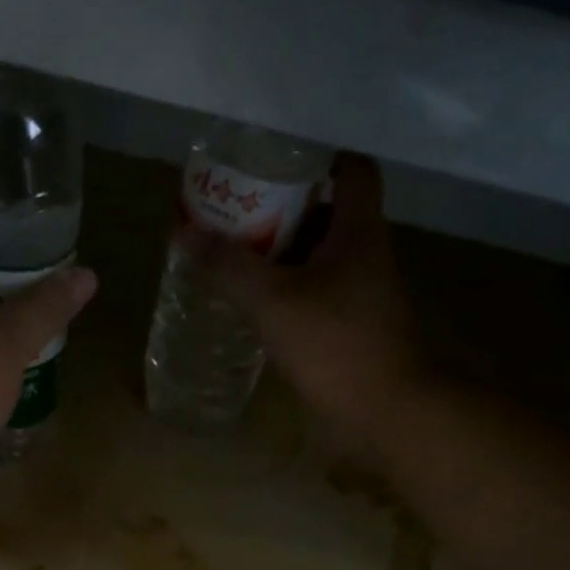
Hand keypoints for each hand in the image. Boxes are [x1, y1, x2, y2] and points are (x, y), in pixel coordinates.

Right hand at [192, 155, 426, 449]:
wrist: (383, 411)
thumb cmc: (332, 343)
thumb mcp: (272, 300)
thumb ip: (229, 265)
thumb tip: (185, 232)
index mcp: (359, 230)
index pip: (351, 169)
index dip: (317, 158)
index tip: (274, 165)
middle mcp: (368, 254)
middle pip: (329, 214)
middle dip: (285, 211)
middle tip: (239, 216)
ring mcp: (366, 294)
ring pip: (323, 258)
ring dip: (286, 256)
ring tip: (239, 260)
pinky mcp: (357, 328)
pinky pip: (321, 294)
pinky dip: (293, 292)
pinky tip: (261, 307)